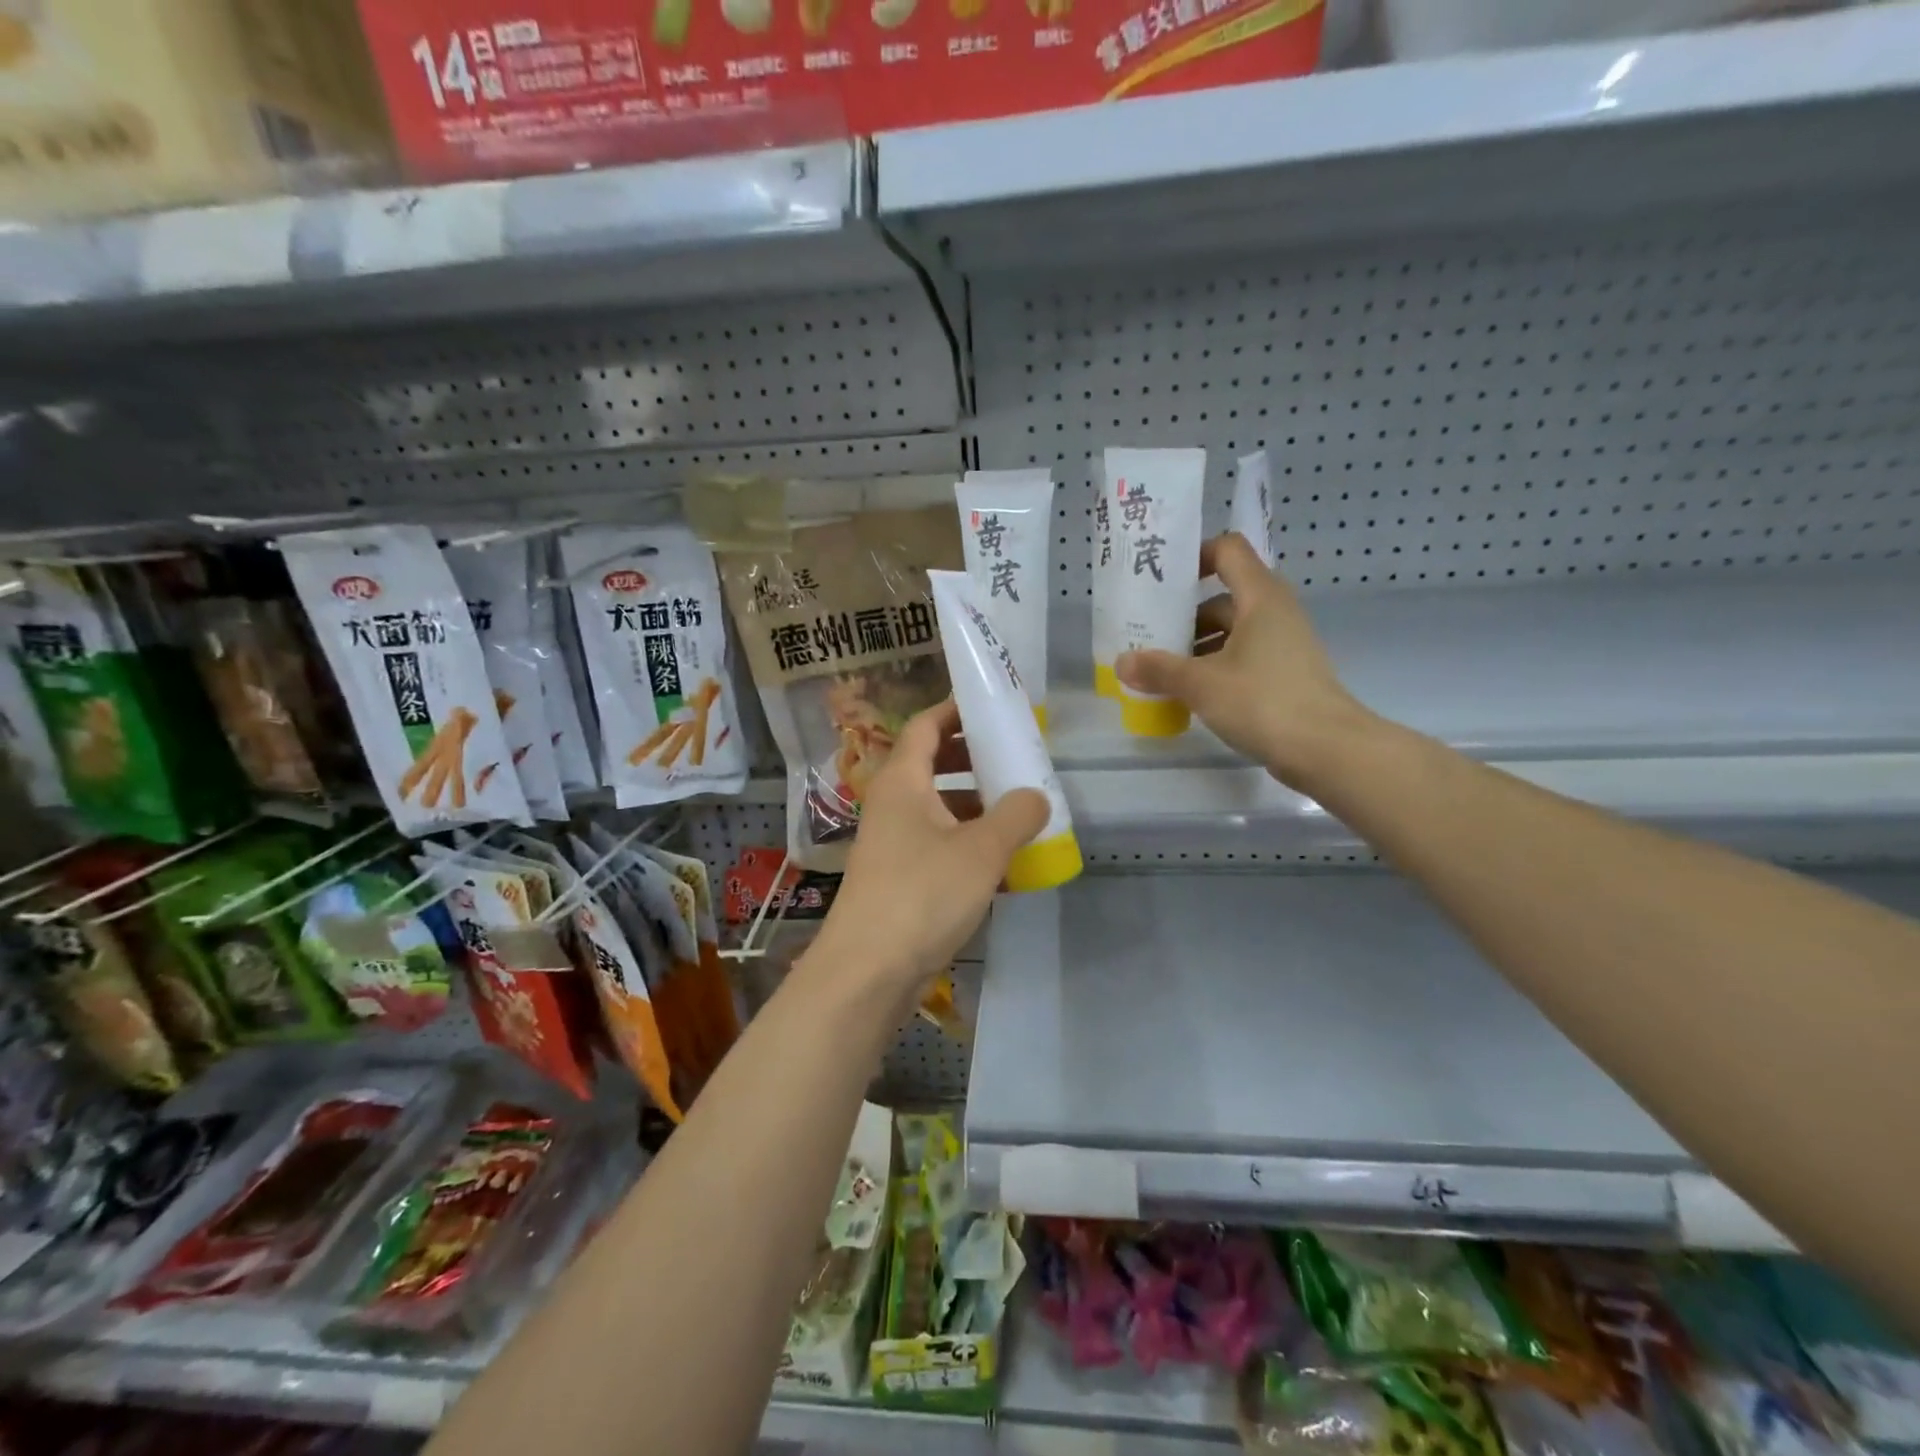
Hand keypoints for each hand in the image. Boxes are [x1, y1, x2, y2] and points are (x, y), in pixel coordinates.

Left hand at [813, 699, 1048, 995]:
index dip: (955, 710)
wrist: (869, 971)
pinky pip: (939, 846)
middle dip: (974, 758)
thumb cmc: (922, 894)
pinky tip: (1004, 863)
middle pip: (933, 765)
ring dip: (976, 805)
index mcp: (903, 781)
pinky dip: (969, 844)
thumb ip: (1017, 815)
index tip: (991, 706)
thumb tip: (1037, 795)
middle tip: (1015, 757)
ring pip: (938, 809)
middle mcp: (893, 805)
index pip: (925, 726)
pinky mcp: (900, 880)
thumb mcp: (981, 850)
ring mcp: (893, 844)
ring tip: (1020, 809)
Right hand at [1116, 532, 1372, 790]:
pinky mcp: (1285, 675)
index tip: (1162, 580)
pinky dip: (1214, 667)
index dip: (1195, 557)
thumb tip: (1122, 662)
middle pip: (1223, 597)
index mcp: (1260, 597)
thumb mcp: (1201, 684)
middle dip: (1184, 615)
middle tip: (1147, 633)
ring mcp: (1283, 645)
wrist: (1327, 749)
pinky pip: (1242, 658)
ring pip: (1231, 632)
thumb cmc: (1263, 701)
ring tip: (1159, 668)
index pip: (1228, 550)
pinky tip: (1188, 692)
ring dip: (1196, 646)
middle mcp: (1275, 612)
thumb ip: (1159, 670)